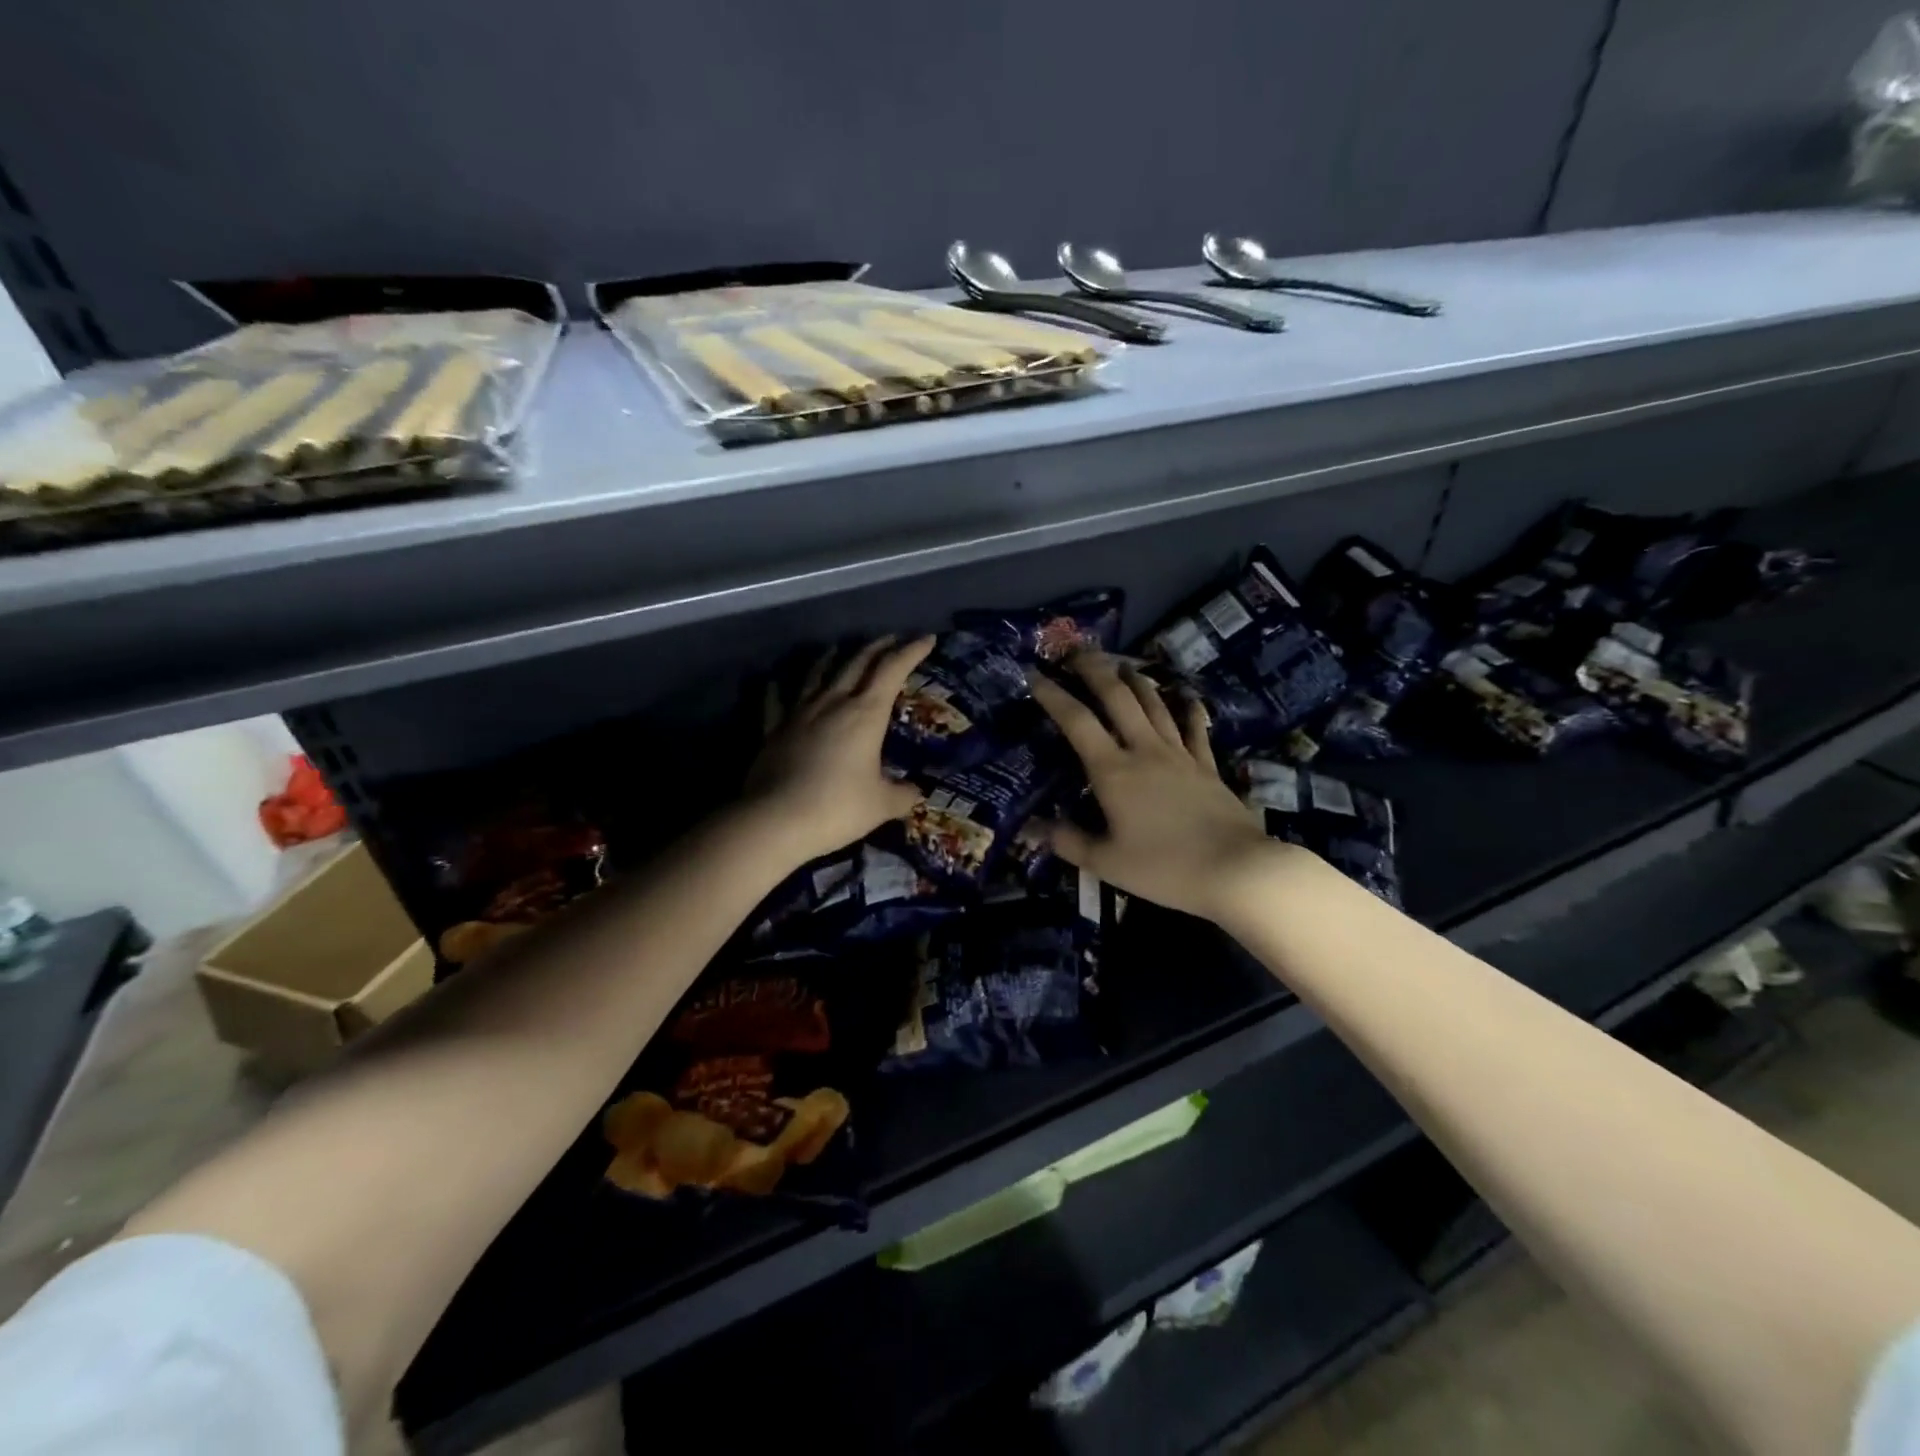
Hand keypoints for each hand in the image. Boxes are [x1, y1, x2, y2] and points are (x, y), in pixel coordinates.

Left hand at [742, 634, 934, 863]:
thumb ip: (903, 794)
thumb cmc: (838, 808)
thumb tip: (917, 792)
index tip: (926, 639)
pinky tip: (775, 681)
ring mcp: (799, 713)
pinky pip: (776, 700)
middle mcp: (833, 703)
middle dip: (877, 648)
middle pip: (857, 663)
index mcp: (866, 713)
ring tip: (838, 649)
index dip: (911, 651)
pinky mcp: (773, 730)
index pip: (893, 670)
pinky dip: (778, 688)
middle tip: (891, 639)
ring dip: (832, 658)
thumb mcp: (882, 805)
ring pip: (817, 674)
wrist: (776, 820)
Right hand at [1029, 654, 1281, 921]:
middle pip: (1117, 697)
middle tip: (1077, 652)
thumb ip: (1067, 841)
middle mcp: (1144, 750)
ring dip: (1135, 680)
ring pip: (1154, 704)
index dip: (1053, 696)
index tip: (1034, 675)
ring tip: (1121, 664)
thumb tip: (1033, 829)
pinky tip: (1185, 696)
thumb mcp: (1106, 862)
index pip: (1077, 722)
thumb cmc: (1164, 867)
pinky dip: (1188, 708)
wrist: (1236, 870)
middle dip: (1095, 669)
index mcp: (1113, 771)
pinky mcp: (1207, 765)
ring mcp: (1180, 754)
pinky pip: (1195, 728)